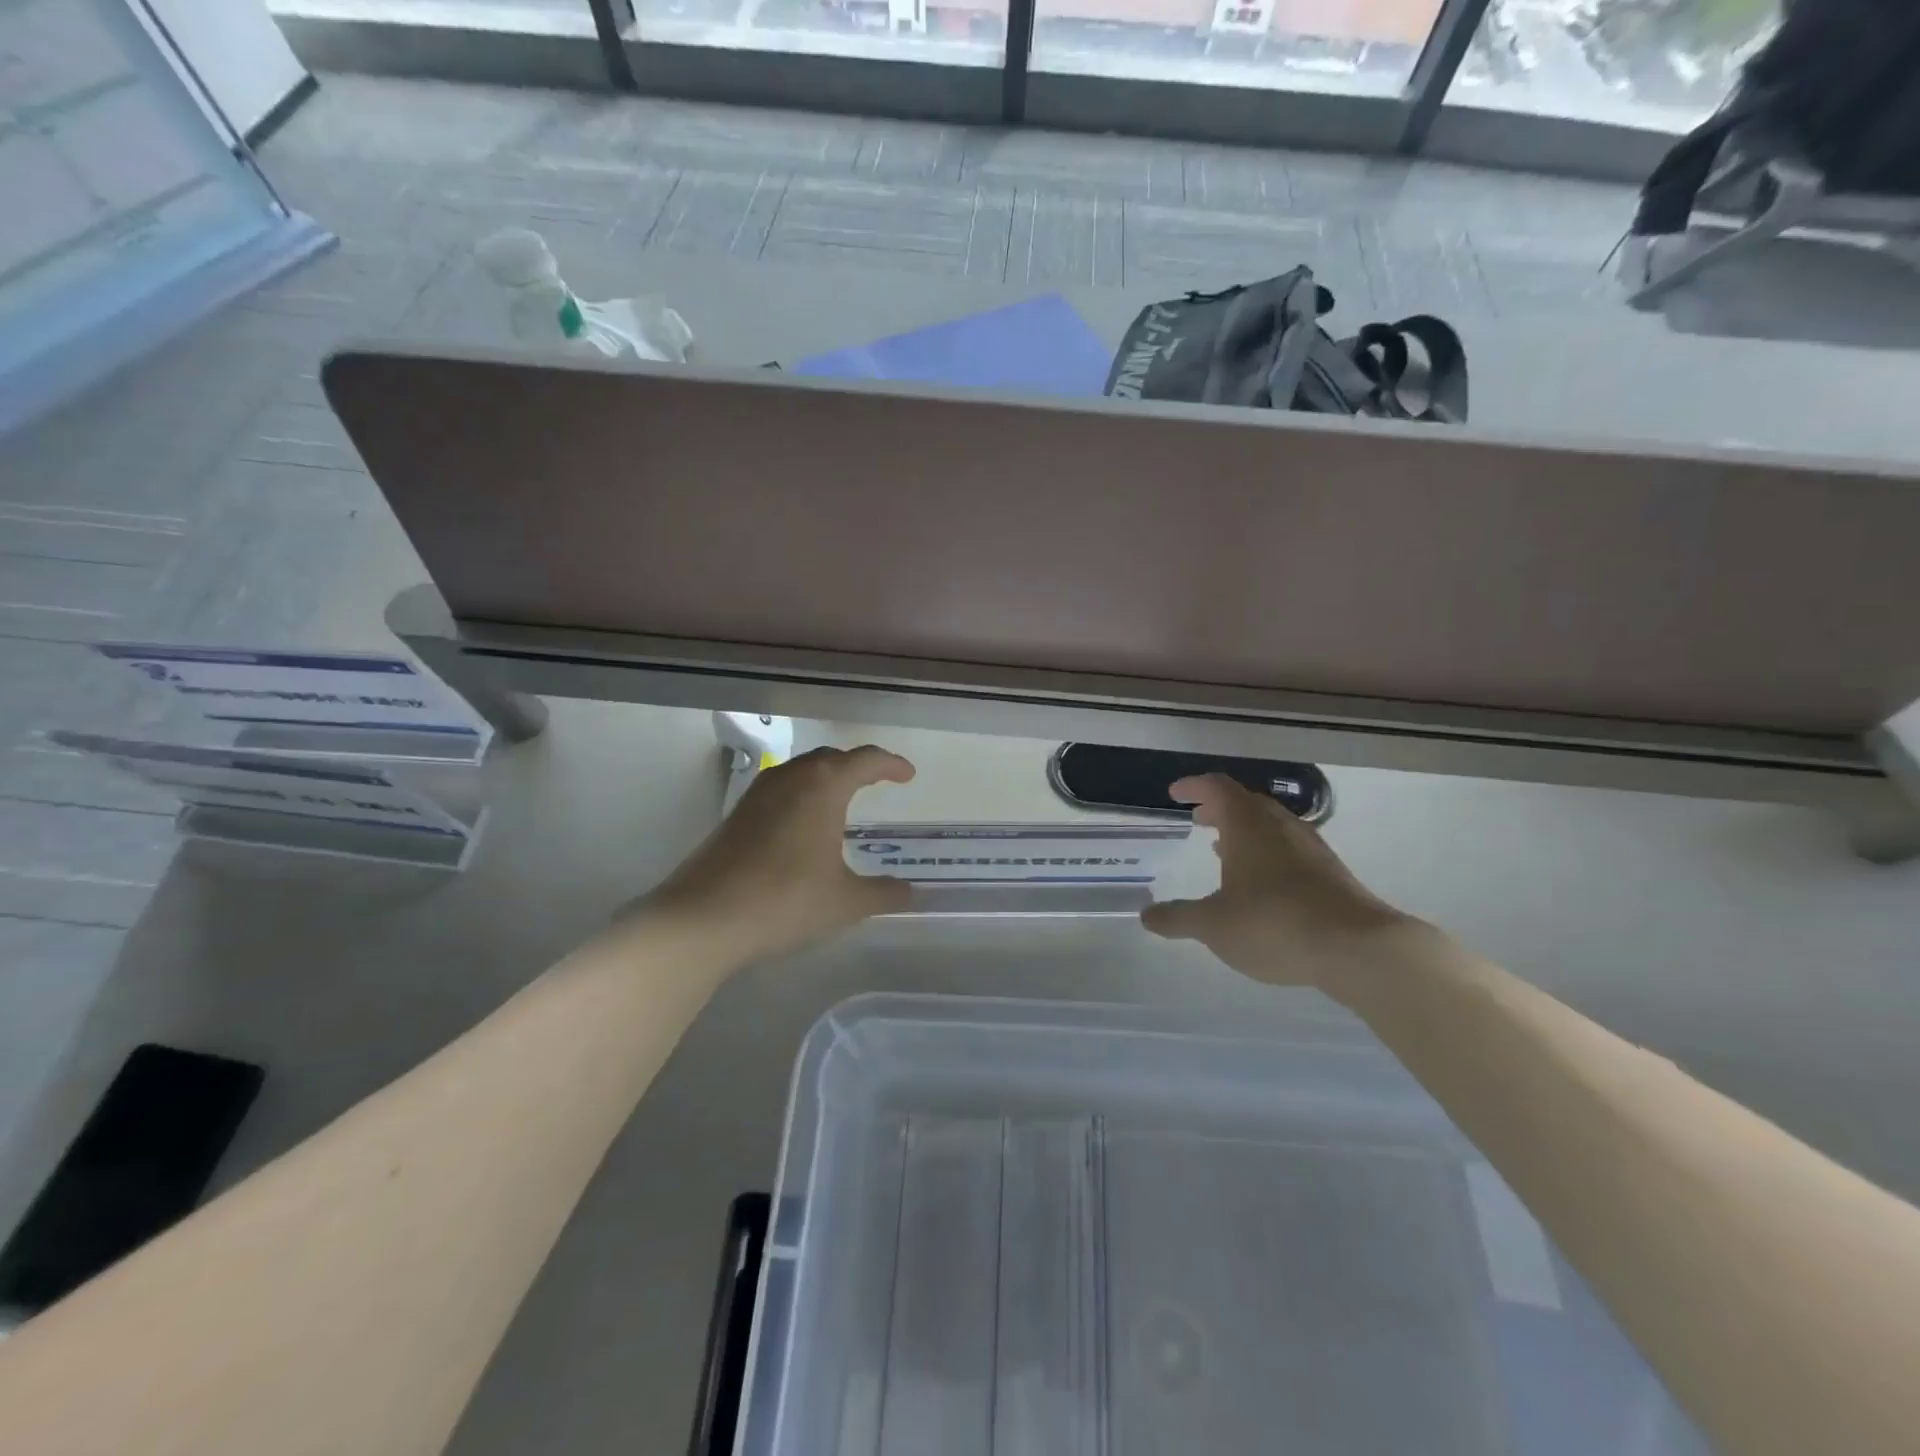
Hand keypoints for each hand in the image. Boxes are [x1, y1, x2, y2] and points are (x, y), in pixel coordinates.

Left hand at [645, 745, 915, 962]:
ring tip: (843, 799)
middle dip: (859, 766)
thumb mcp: (845, 901)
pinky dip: (803, 793)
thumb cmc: (785, 900)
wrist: (704, 917)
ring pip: (802, 770)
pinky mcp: (737, 812)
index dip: (891, 764)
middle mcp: (791, 777)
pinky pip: (781, 788)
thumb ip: (883, 893)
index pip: (865, 760)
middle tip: (879, 782)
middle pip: (832, 757)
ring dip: (827, 777)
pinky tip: (804, 824)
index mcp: (824, 786)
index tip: (908, 775)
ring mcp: (759, 792)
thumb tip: (909, 892)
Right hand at [1141, 774, 1420, 992]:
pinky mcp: (1330, 872)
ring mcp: (1310, 847)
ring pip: (1270, 825)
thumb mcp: (1213, 925)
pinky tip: (1260, 882)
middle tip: (1198, 818)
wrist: (1359, 948)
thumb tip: (1146, 915)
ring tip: (1223, 849)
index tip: (1175, 794)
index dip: (1194, 786)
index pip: (1217, 787)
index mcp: (1247, 825)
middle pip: (1246, 802)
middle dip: (1218, 807)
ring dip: (1243, 830)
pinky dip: (1266, 851)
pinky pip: (1289, 847)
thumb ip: (1178, 918)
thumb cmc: (1274, 924)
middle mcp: (1280, 826)